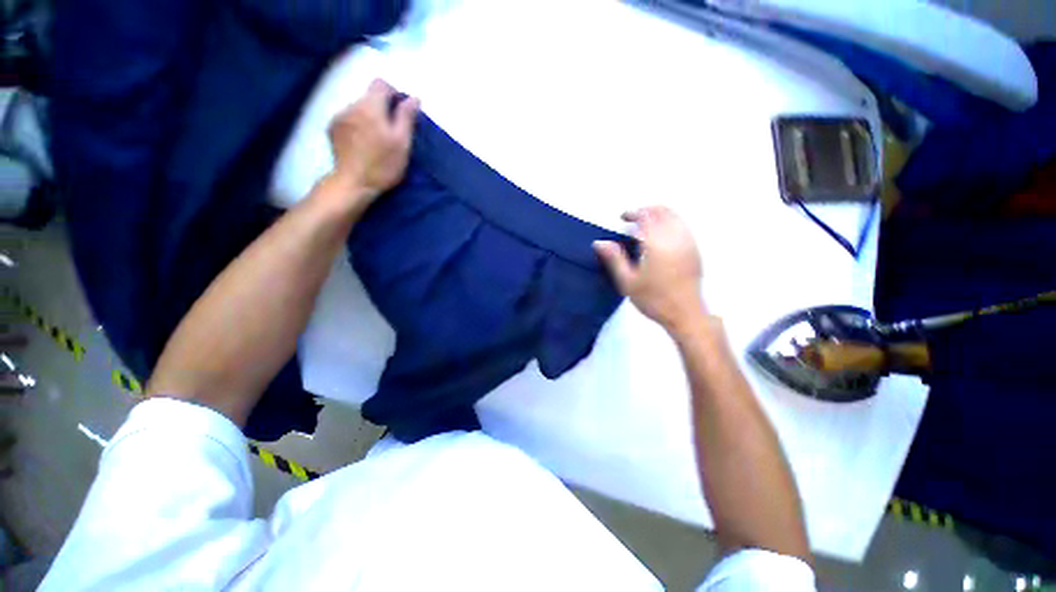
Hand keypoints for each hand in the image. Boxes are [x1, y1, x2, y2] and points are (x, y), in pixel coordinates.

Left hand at [327, 79, 419, 204]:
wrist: (354, 183)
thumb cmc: (383, 164)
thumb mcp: (402, 142)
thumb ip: (406, 117)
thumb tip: (413, 97)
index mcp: (370, 106)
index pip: (381, 84)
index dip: (394, 93)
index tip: (401, 111)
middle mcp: (352, 105)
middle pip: (369, 96)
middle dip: (382, 108)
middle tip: (392, 131)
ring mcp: (339, 117)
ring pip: (358, 108)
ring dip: (369, 117)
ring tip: (376, 139)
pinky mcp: (332, 129)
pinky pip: (348, 118)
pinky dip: (357, 125)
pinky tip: (363, 143)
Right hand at [594, 206, 705, 332]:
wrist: (685, 314)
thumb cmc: (654, 299)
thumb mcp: (628, 282)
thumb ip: (614, 259)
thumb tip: (599, 242)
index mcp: (657, 244)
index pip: (646, 216)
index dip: (633, 213)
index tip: (623, 217)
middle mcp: (675, 238)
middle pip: (663, 211)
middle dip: (647, 210)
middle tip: (633, 219)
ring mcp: (688, 243)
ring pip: (675, 217)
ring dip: (659, 215)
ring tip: (645, 226)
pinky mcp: (695, 250)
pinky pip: (683, 226)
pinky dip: (670, 223)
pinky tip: (661, 236)